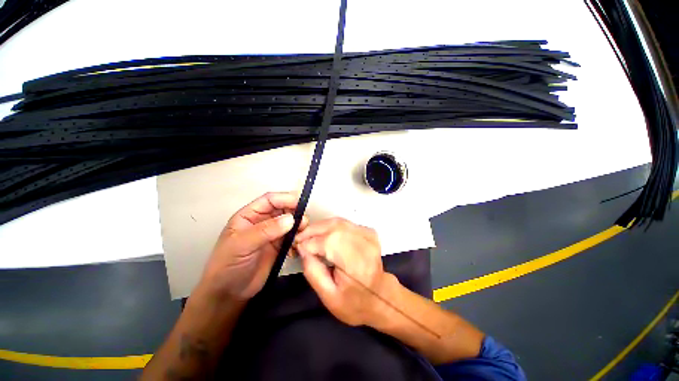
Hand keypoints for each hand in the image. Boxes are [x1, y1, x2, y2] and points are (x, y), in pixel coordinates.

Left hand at [199, 192, 306, 300]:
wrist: (229, 293)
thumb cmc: (228, 265)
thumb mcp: (242, 245)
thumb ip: (266, 230)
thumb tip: (291, 219)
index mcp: (249, 215)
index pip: (270, 200)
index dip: (285, 199)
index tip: (300, 204)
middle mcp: (262, 221)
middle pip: (283, 209)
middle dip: (295, 212)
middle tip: (304, 222)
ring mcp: (272, 233)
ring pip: (290, 222)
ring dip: (298, 225)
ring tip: (303, 233)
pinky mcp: (279, 245)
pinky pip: (292, 236)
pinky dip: (298, 237)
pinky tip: (299, 243)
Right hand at [295, 218, 394, 326]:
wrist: (381, 297)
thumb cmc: (354, 303)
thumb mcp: (329, 297)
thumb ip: (313, 272)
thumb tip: (303, 249)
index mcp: (357, 266)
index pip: (329, 243)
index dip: (310, 242)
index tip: (297, 246)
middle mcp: (365, 245)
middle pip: (334, 227)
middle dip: (313, 230)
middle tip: (299, 238)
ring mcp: (369, 236)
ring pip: (339, 222)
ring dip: (321, 226)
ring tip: (308, 236)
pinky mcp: (369, 232)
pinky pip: (345, 223)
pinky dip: (331, 226)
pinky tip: (324, 235)